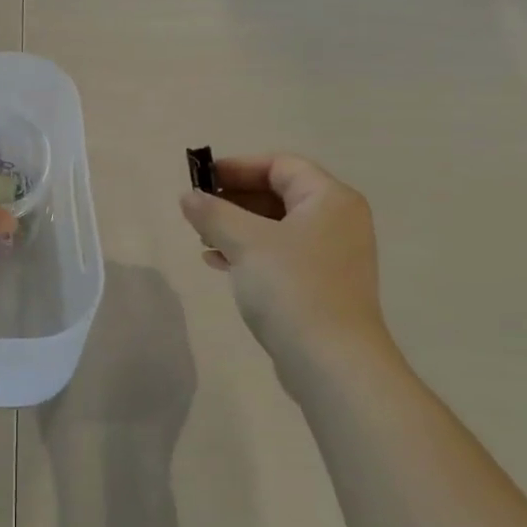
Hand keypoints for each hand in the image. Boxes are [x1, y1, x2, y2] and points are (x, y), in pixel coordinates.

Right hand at [178, 153, 392, 365]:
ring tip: (202, 237)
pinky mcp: (321, 285)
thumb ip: (213, 213)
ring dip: (237, 226)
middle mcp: (337, 221)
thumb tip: (189, 197)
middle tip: (197, 209)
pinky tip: (218, 263)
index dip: (237, 167)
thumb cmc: (291, 288)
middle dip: (234, 199)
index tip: (200, 178)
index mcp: (329, 199)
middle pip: (279, 194)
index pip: (280, 165)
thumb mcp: (245, 242)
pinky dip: (249, 252)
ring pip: (277, 227)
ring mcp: (332, 255)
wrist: (331, 361)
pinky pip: (280, 254)